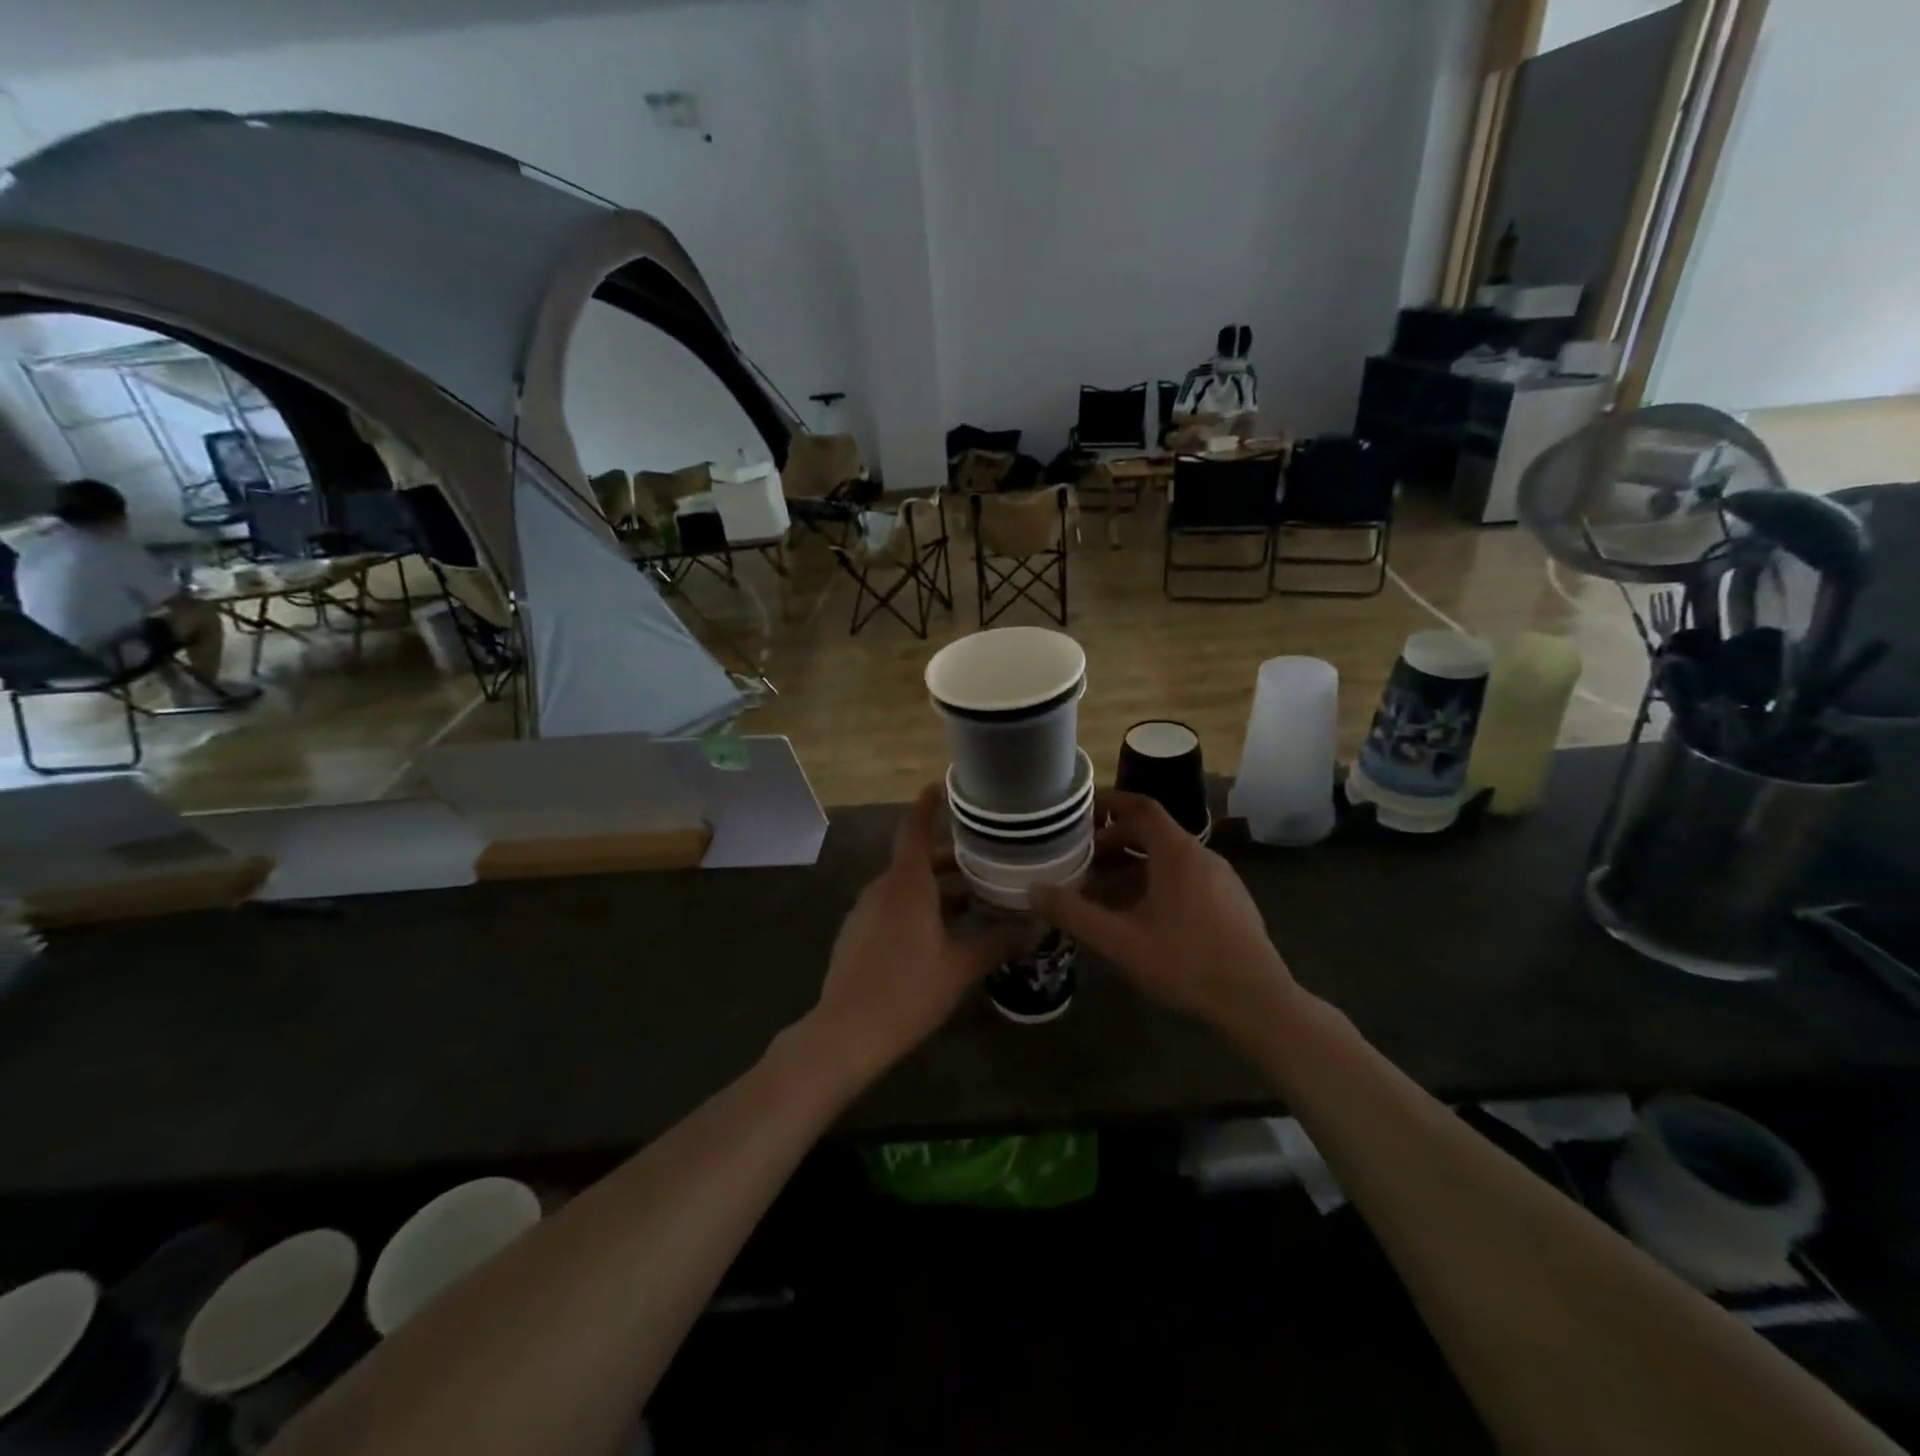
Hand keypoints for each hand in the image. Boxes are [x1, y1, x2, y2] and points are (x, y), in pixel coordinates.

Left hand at [807, 786, 1036, 1074]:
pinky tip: (941, 934)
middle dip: (952, 860)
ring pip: (906, 887)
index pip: (915, 828)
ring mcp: (865, 912)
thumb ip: (998, 942)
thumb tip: (1037, 927)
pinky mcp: (857, 934)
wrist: (846, 1033)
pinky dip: (918, 908)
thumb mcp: (959, 966)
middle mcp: (882, 888)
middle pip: (917, 860)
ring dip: (938, 889)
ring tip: (974, 901)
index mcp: (906, 883)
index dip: (928, 804)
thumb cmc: (907, 990)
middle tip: (988, 862)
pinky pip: (892, 907)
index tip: (945, 786)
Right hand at [1031, 790, 1295, 1038]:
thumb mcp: (1120, 941)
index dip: (1110, 802)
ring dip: (1133, 867)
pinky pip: (1186, 878)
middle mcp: (1201, 855)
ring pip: (1169, 859)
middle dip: (1114, 842)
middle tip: (1082, 859)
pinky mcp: (1231, 902)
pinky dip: (1157, 883)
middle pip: (1152, 833)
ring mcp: (1221, 879)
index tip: (1081, 810)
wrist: (1258, 1002)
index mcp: (1177, 852)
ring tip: (1103, 892)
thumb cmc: (1186, 963)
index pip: (1141, 806)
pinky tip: (1141, 918)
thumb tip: (1034, 890)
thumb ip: (1074, 913)